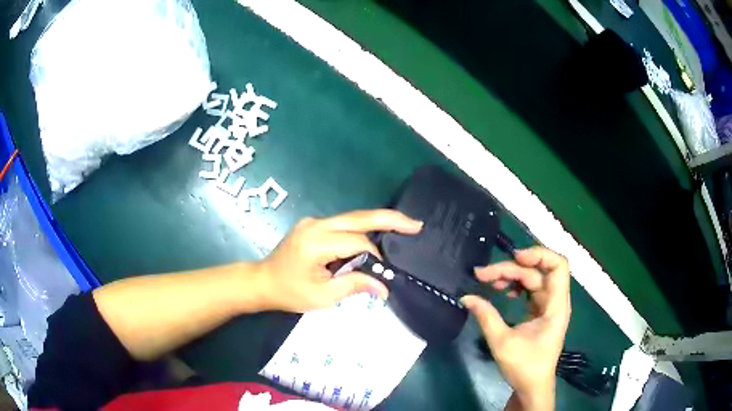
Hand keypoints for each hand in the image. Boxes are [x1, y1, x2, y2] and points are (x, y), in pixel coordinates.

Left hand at [255, 209, 422, 312]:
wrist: (262, 281)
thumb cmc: (290, 293)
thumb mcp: (322, 296)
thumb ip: (354, 285)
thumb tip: (384, 288)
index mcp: (316, 243)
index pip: (356, 242)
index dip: (374, 256)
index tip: (383, 273)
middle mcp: (316, 225)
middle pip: (359, 217)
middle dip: (390, 219)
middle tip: (415, 224)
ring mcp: (313, 222)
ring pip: (353, 218)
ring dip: (378, 222)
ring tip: (403, 227)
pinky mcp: (313, 225)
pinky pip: (343, 223)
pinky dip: (362, 228)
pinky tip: (377, 233)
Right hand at [461, 247, 570, 410]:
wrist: (532, 387)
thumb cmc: (524, 367)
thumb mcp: (502, 343)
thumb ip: (486, 317)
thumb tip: (466, 297)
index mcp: (556, 306)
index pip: (558, 265)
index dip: (539, 255)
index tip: (514, 257)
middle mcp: (555, 301)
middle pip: (537, 272)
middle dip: (511, 269)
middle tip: (482, 274)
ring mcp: (548, 306)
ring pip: (532, 280)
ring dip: (511, 277)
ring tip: (488, 281)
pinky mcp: (540, 313)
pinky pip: (529, 291)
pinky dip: (515, 287)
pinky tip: (501, 292)